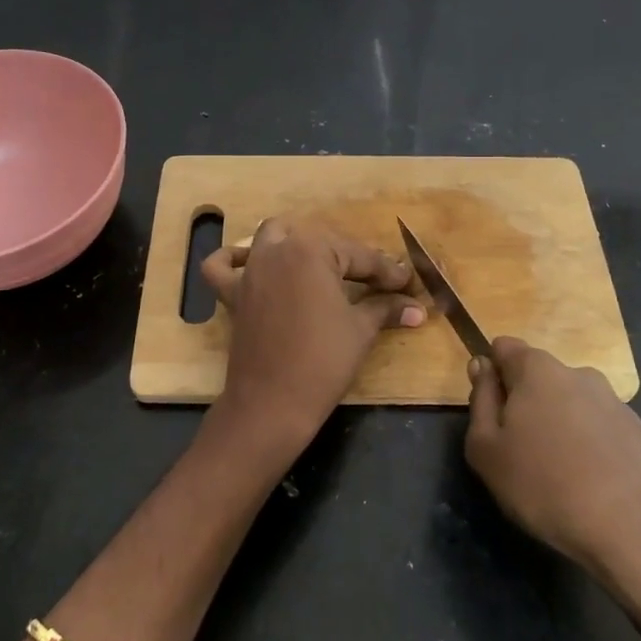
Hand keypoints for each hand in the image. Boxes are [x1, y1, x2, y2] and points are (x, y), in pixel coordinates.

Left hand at [200, 216, 424, 468]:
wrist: (272, 403)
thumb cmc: (323, 361)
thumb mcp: (361, 330)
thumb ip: (387, 308)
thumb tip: (418, 308)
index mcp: (312, 249)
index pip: (359, 256)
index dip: (387, 272)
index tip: (407, 283)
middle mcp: (277, 249)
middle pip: (320, 242)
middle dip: (350, 258)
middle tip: (376, 283)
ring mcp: (251, 270)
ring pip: (272, 237)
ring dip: (297, 243)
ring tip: (322, 265)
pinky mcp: (232, 294)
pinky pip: (222, 267)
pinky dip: (232, 260)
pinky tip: (250, 264)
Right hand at [465, 338, 640, 640]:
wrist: (640, 530)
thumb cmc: (546, 485)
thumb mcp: (487, 450)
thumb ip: (480, 401)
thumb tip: (482, 366)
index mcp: (537, 369)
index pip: (504, 347)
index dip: (492, 373)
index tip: (490, 411)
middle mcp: (579, 374)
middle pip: (540, 377)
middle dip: (527, 403)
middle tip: (520, 451)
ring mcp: (617, 404)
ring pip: (574, 406)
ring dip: (562, 427)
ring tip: (560, 476)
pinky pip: (604, 434)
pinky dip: (593, 450)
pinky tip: (594, 488)